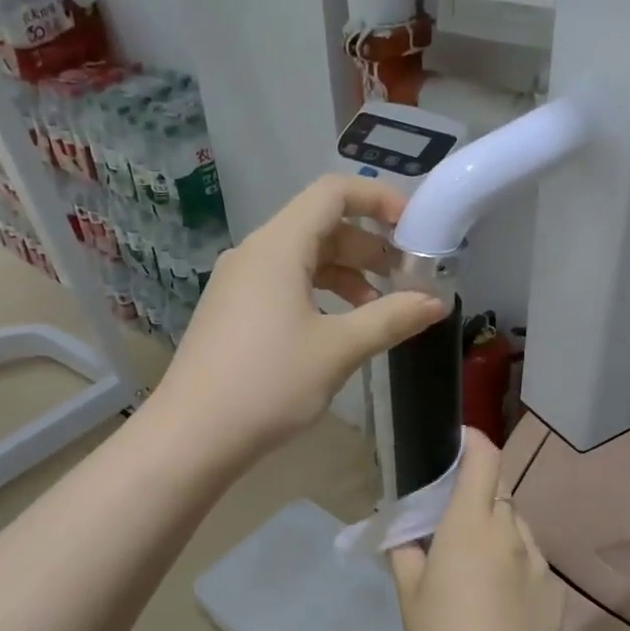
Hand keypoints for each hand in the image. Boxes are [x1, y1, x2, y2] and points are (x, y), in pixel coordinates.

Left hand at [149, 175, 449, 463]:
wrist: (192, 436)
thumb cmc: (268, 384)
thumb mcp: (338, 350)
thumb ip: (391, 319)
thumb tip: (437, 301)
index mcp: (277, 246)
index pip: (333, 193)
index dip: (379, 200)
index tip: (415, 229)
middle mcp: (254, 254)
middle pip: (320, 226)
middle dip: (369, 246)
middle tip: (408, 278)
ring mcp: (238, 284)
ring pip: (302, 259)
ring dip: (346, 275)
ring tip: (380, 309)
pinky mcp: (232, 313)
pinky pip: (283, 286)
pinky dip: (319, 295)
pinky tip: (340, 329)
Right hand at [390, 429, 565, 630]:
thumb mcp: (409, 595)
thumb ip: (406, 552)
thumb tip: (406, 533)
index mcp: (470, 526)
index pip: (484, 460)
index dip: (473, 441)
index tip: (457, 442)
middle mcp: (511, 532)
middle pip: (499, 490)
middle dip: (476, 492)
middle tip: (450, 518)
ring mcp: (538, 559)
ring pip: (515, 524)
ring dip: (495, 527)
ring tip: (474, 563)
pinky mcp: (553, 586)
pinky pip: (530, 556)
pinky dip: (512, 559)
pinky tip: (498, 595)